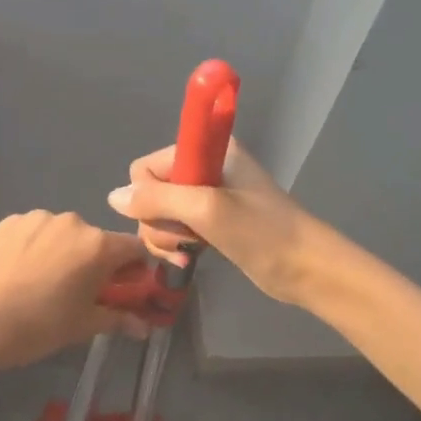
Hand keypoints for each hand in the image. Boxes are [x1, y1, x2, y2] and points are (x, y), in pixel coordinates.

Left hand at [0, 211, 150, 371]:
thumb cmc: (41, 326)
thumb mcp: (84, 325)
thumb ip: (119, 319)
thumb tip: (144, 327)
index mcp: (99, 245)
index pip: (134, 247)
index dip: (134, 268)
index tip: (124, 287)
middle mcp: (73, 222)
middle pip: (95, 240)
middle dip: (94, 261)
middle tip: (78, 290)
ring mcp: (39, 217)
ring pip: (63, 233)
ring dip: (62, 250)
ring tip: (42, 280)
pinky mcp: (10, 221)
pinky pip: (34, 231)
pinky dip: (34, 245)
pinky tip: (19, 271)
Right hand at [107, 138, 321, 306]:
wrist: (307, 269)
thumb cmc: (262, 233)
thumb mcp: (207, 210)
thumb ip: (157, 199)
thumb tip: (113, 197)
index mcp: (207, 150)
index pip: (147, 166)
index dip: (148, 196)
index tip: (171, 217)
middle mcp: (203, 167)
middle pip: (150, 192)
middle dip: (157, 222)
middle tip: (182, 243)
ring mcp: (208, 196)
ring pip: (159, 214)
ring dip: (165, 238)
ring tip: (187, 255)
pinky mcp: (212, 222)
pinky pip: (175, 229)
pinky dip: (176, 246)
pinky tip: (190, 260)